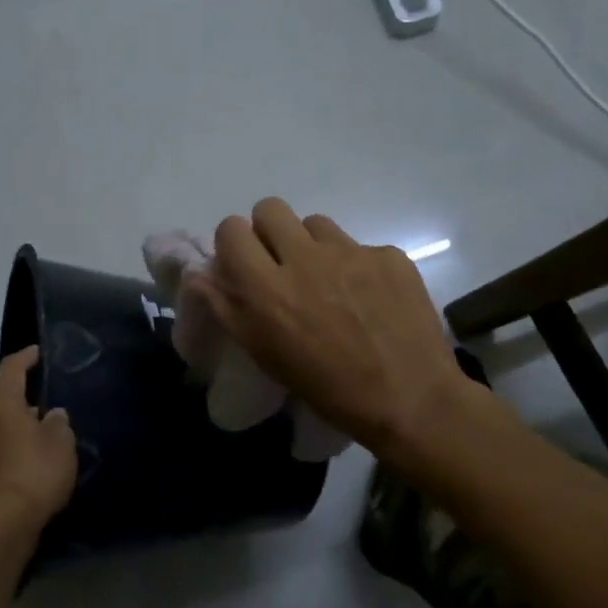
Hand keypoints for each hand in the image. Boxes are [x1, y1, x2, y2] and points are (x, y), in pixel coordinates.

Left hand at [0, 346, 77, 536]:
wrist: (1, 528)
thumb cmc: (33, 474)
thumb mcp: (60, 443)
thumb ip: (59, 424)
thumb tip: (53, 415)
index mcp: (2, 408)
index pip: (10, 370)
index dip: (25, 357)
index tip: (38, 352)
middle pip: (5, 402)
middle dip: (27, 400)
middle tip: (53, 405)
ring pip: (3, 431)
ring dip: (23, 430)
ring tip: (49, 440)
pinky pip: (2, 455)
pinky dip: (18, 454)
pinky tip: (37, 468)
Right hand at [191, 199, 515, 457]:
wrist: (410, 399)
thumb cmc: (326, 387)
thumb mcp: (264, 354)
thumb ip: (225, 307)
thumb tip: (197, 274)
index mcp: (267, 288)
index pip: (231, 229)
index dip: (234, 244)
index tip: (244, 265)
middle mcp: (305, 259)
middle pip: (270, 208)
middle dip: (269, 231)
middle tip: (281, 264)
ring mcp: (351, 252)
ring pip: (315, 224)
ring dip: (312, 246)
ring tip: (328, 282)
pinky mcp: (389, 256)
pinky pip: (359, 246)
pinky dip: (356, 266)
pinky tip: (368, 298)